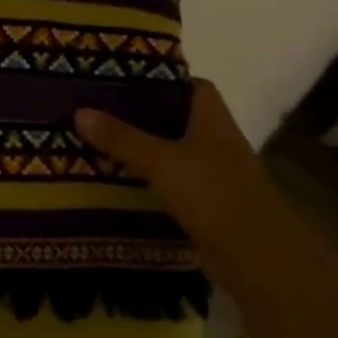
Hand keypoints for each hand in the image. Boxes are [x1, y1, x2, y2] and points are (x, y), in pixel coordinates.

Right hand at [74, 81, 271, 252]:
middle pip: (176, 118)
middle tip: (99, 107)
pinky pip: (170, 181)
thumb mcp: (161, 161)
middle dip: (141, 114)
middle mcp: (216, 141)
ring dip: (141, 148)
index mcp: (212, 119)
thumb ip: (121, 137)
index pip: (191, 85)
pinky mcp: (206, 204)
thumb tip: (79, 111)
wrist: (258, 259)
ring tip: (98, 140)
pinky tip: (117, 179)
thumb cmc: (214, 194)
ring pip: (171, 151)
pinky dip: (148, 179)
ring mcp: (213, 174)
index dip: (161, 79)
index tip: (124, 78)